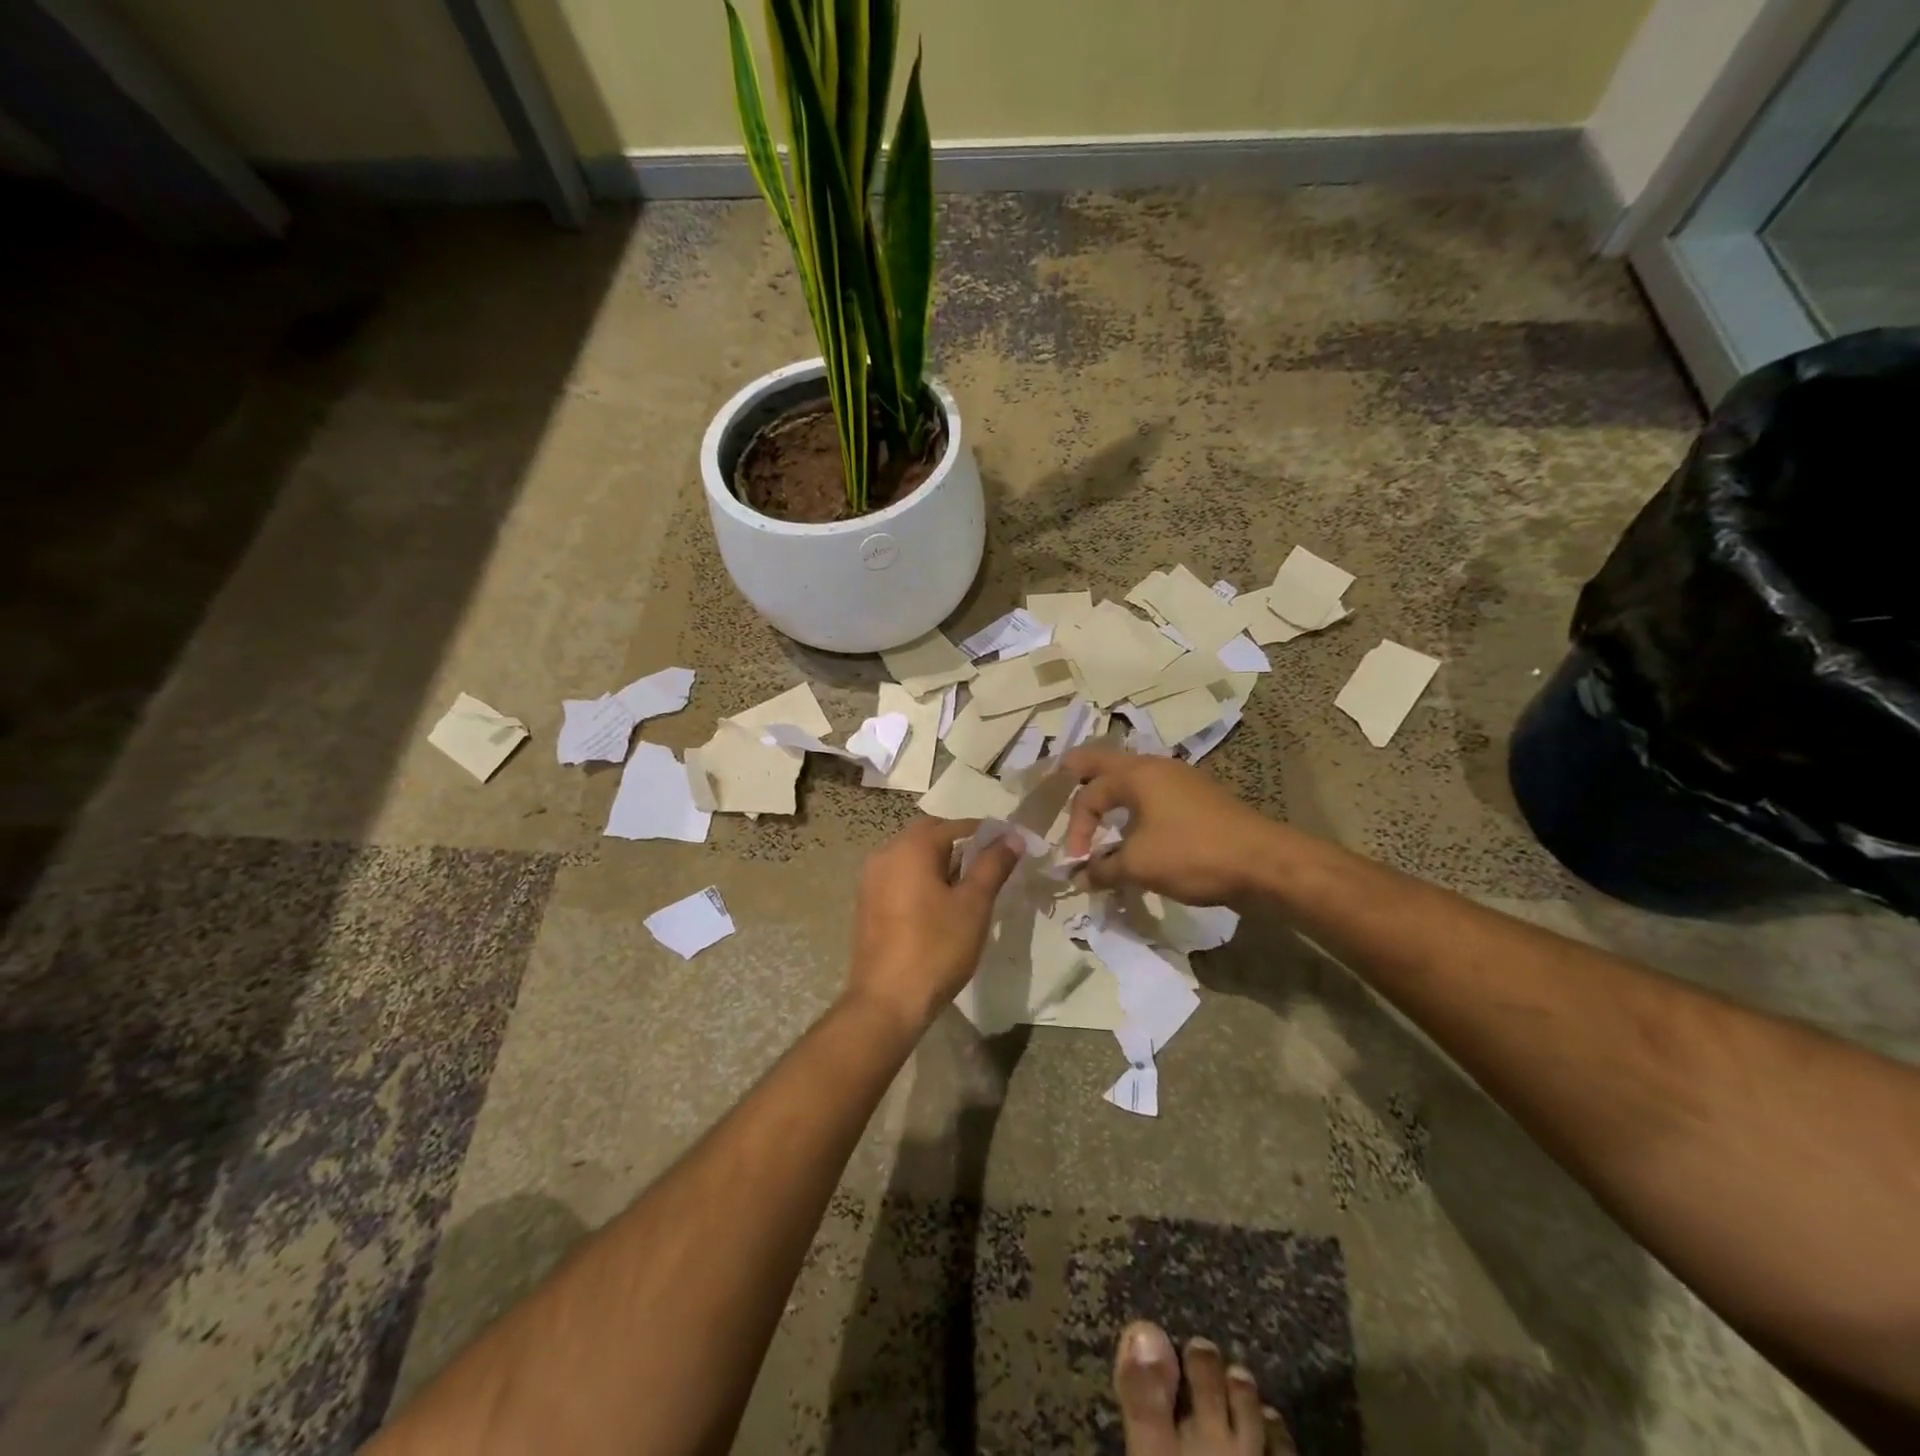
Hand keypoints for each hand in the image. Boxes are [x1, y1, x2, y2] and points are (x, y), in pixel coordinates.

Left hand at [847, 816, 1020, 1033]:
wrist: (887, 1001)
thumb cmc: (936, 948)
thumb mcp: (974, 905)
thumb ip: (993, 865)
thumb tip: (1012, 837)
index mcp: (910, 848)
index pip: (953, 825)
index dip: (984, 832)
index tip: (1009, 845)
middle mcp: (885, 854)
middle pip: (928, 836)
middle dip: (960, 844)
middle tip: (989, 864)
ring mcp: (871, 879)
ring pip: (912, 857)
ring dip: (940, 862)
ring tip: (968, 886)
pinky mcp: (867, 903)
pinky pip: (899, 877)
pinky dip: (921, 879)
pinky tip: (940, 905)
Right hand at [1060, 748, 1279, 904]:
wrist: (1263, 862)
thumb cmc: (1193, 854)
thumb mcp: (1139, 865)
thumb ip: (1103, 869)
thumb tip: (1081, 877)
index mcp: (1137, 774)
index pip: (1090, 794)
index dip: (1076, 827)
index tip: (1078, 862)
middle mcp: (1157, 767)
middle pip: (1110, 761)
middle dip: (1085, 769)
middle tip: (1063, 770)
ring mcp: (1182, 780)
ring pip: (1135, 776)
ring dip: (1114, 789)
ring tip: (1100, 802)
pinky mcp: (1200, 799)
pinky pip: (1155, 793)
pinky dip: (1137, 803)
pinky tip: (1138, 824)